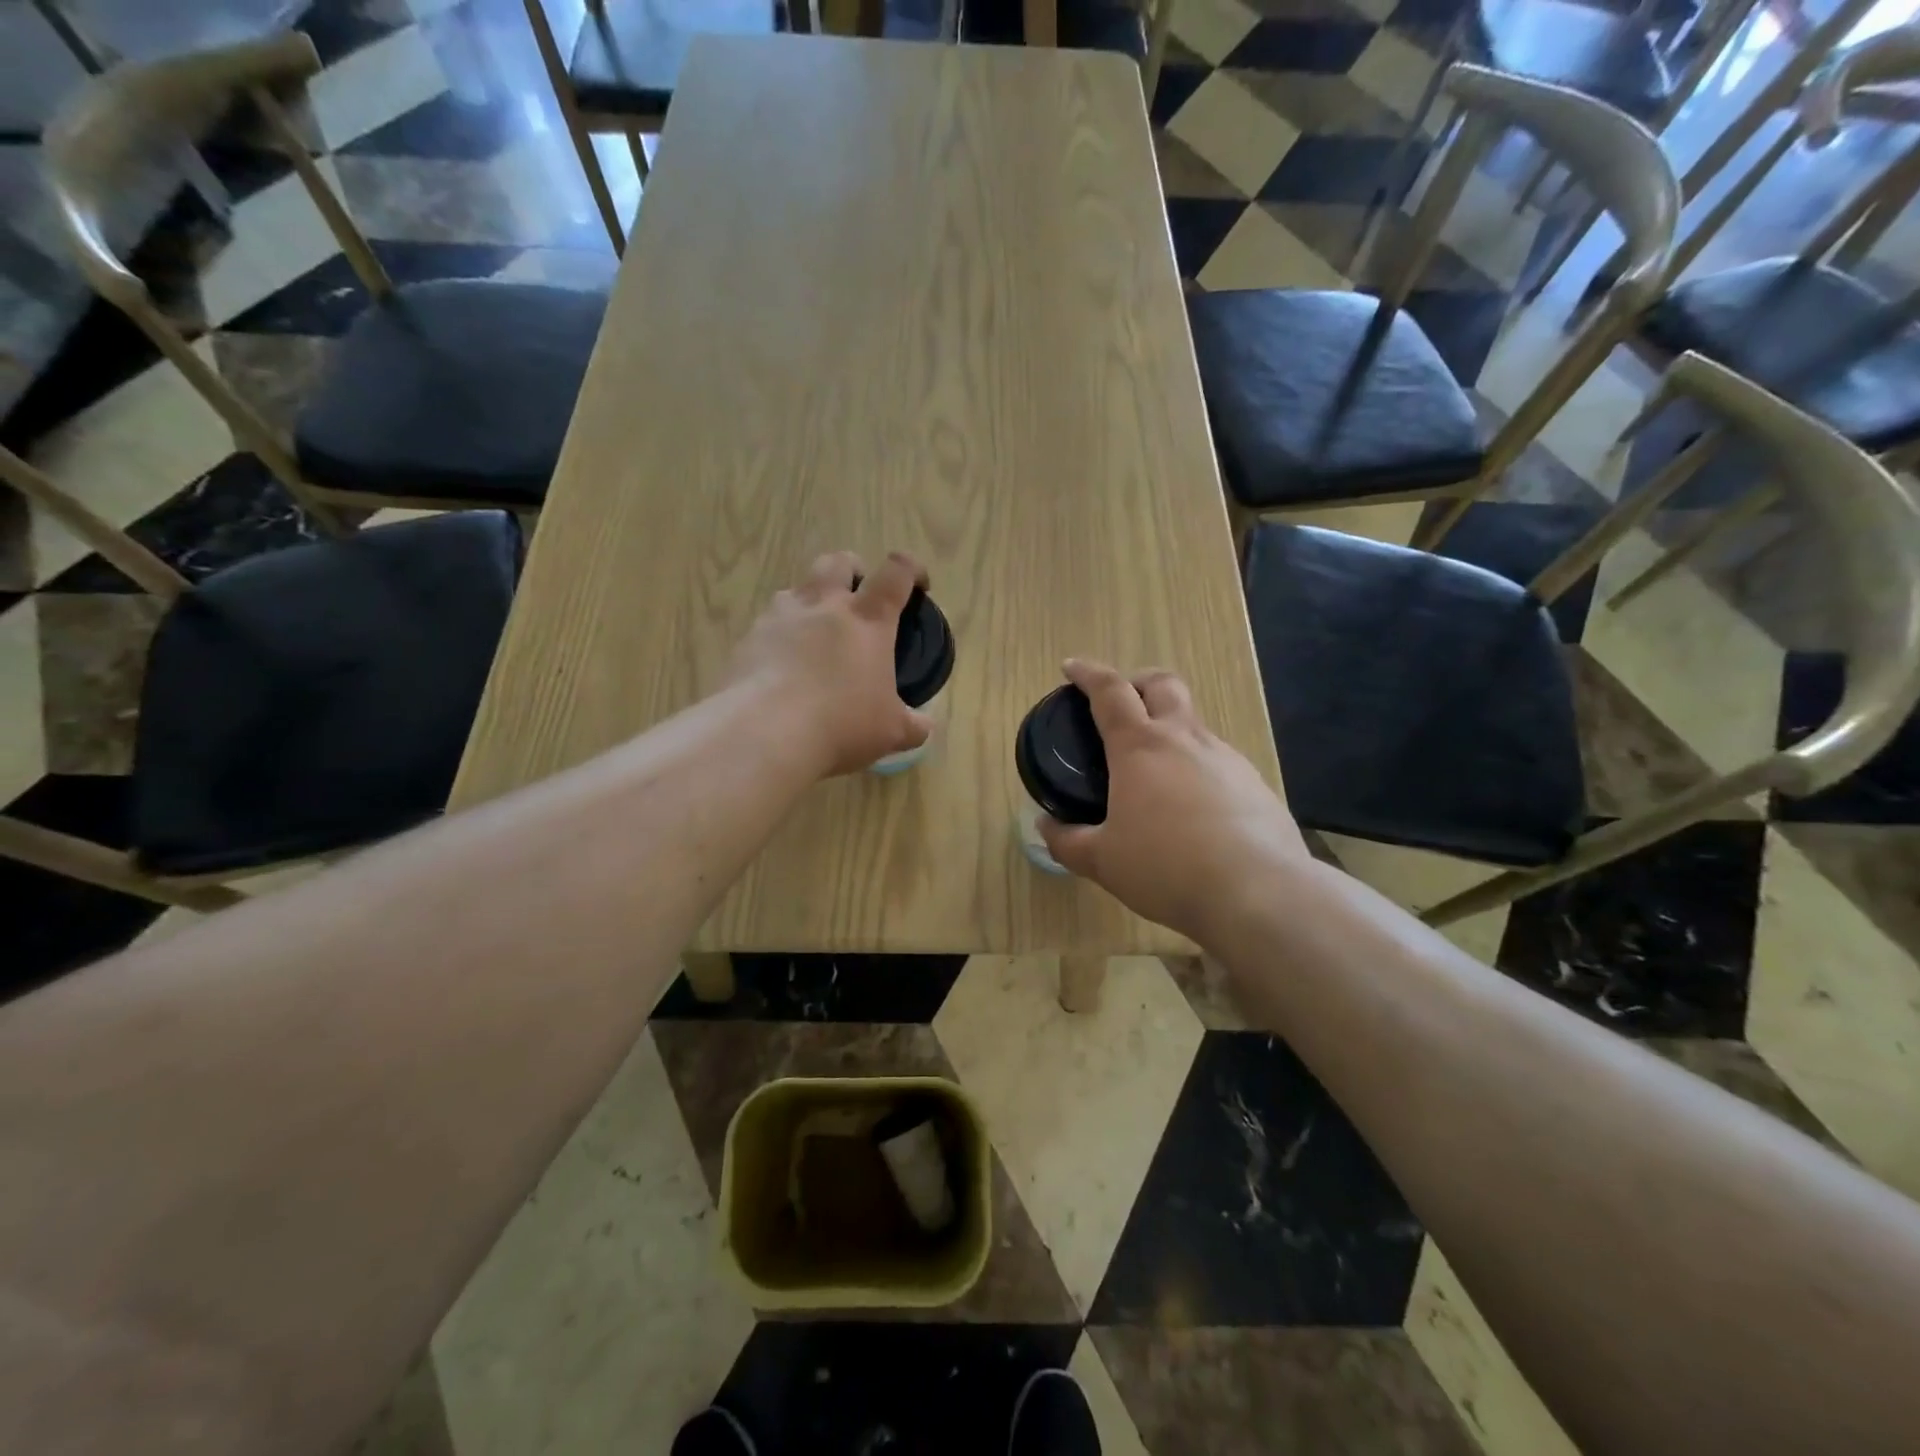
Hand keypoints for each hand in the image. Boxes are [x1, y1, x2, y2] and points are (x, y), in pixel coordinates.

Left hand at [726, 550, 932, 776]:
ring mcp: (781, 617)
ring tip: (816, 633)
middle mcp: (824, 606)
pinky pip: (768, 623)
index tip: (918, 584)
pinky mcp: (749, 638)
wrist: (764, 733)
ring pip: (797, 588)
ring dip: (812, 600)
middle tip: (858, 597)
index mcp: (868, 620)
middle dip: (853, 570)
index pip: (896, 573)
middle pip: (838, 562)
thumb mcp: (891, 733)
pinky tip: (783, 666)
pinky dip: (781, 634)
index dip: (911, 569)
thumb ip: (913, 725)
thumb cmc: (841, 725)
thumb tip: (923, 726)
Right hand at [1039, 659, 1311, 943]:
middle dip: (1138, 681)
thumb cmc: (1166, 867)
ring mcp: (1227, 758)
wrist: (1258, 892)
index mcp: (1140, 748)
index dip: (1087, 673)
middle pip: (1163, 684)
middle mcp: (1185, 740)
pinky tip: (1195, 810)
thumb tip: (1045, 827)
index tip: (1071, 668)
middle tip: (1122, 702)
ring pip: (1194, 725)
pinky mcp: (1255, 784)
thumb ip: (1068, 841)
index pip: (1109, 691)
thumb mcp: (1103, 861)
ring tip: (1156, 774)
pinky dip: (1198, 770)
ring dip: (1171, 731)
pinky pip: (1219, 763)